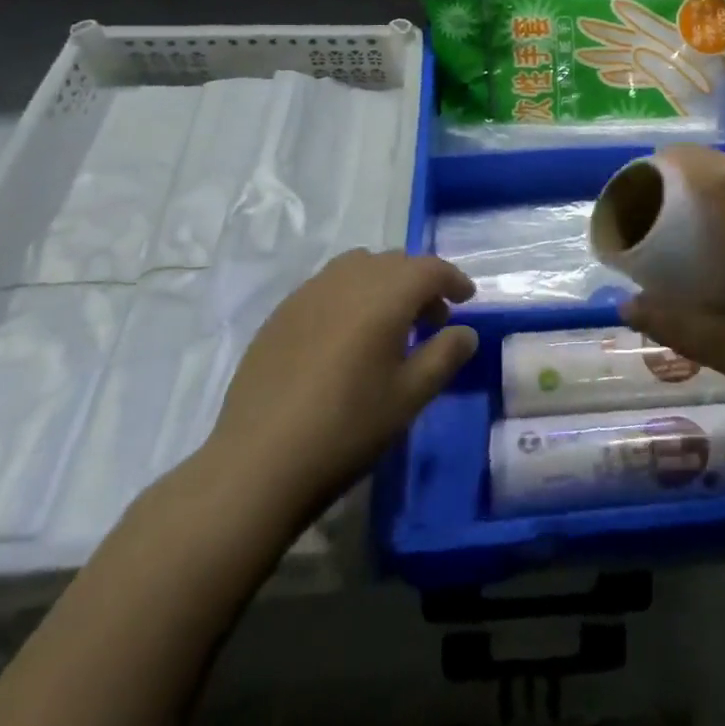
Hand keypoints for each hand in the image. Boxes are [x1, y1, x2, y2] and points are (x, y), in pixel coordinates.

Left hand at [192, 250, 477, 528]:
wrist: (257, 463)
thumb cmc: (347, 428)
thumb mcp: (410, 397)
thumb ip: (445, 356)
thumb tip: (465, 332)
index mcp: (385, 294)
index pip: (430, 268)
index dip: (453, 280)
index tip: (466, 299)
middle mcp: (348, 279)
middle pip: (395, 262)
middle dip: (420, 282)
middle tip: (433, 319)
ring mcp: (309, 293)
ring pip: (359, 267)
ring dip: (384, 284)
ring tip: (389, 324)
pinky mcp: (281, 314)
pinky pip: (328, 286)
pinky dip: (350, 296)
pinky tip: (346, 337)